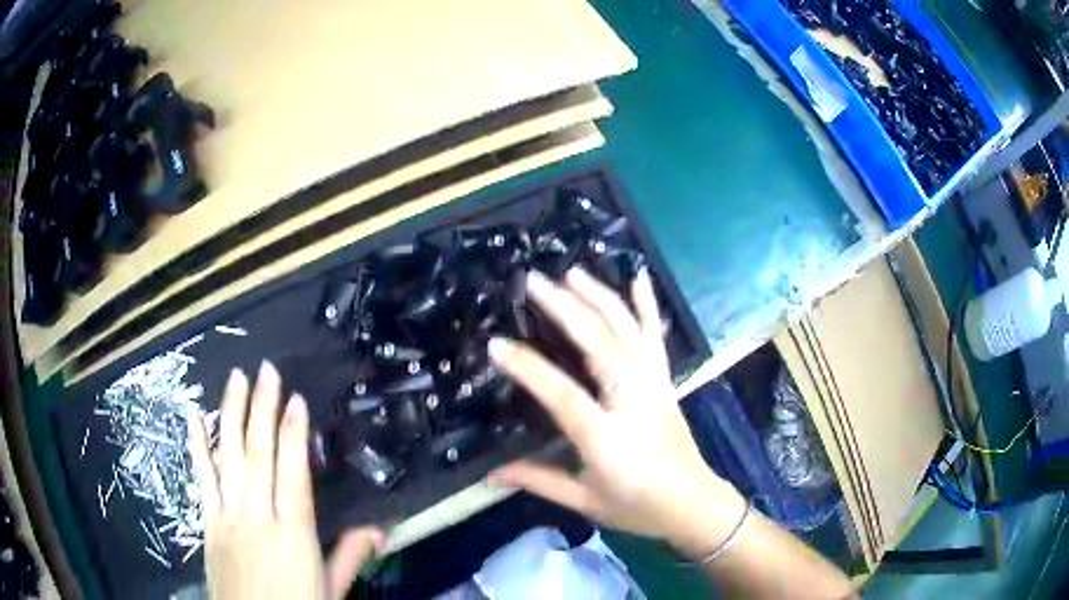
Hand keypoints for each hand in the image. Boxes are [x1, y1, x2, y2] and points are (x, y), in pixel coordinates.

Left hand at [187, 362, 384, 599]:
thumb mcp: (331, 591)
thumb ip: (350, 557)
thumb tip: (379, 529)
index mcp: (293, 534)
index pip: (292, 473)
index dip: (293, 433)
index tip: (295, 398)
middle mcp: (256, 517)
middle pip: (258, 454)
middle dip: (262, 408)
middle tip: (266, 370)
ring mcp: (227, 517)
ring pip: (228, 457)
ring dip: (231, 414)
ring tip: (236, 378)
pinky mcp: (207, 523)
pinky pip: (201, 479)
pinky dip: (196, 446)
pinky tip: (193, 417)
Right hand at [488, 269, 744, 558]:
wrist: (692, 503)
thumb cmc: (637, 506)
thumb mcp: (584, 500)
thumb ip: (537, 481)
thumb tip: (489, 476)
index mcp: (607, 437)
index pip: (562, 394)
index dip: (528, 368)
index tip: (497, 344)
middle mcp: (633, 400)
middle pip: (599, 344)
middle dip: (564, 307)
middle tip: (534, 281)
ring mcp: (653, 384)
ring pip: (626, 330)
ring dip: (599, 297)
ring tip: (571, 272)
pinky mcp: (664, 379)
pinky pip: (655, 335)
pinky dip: (647, 304)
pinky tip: (639, 276)